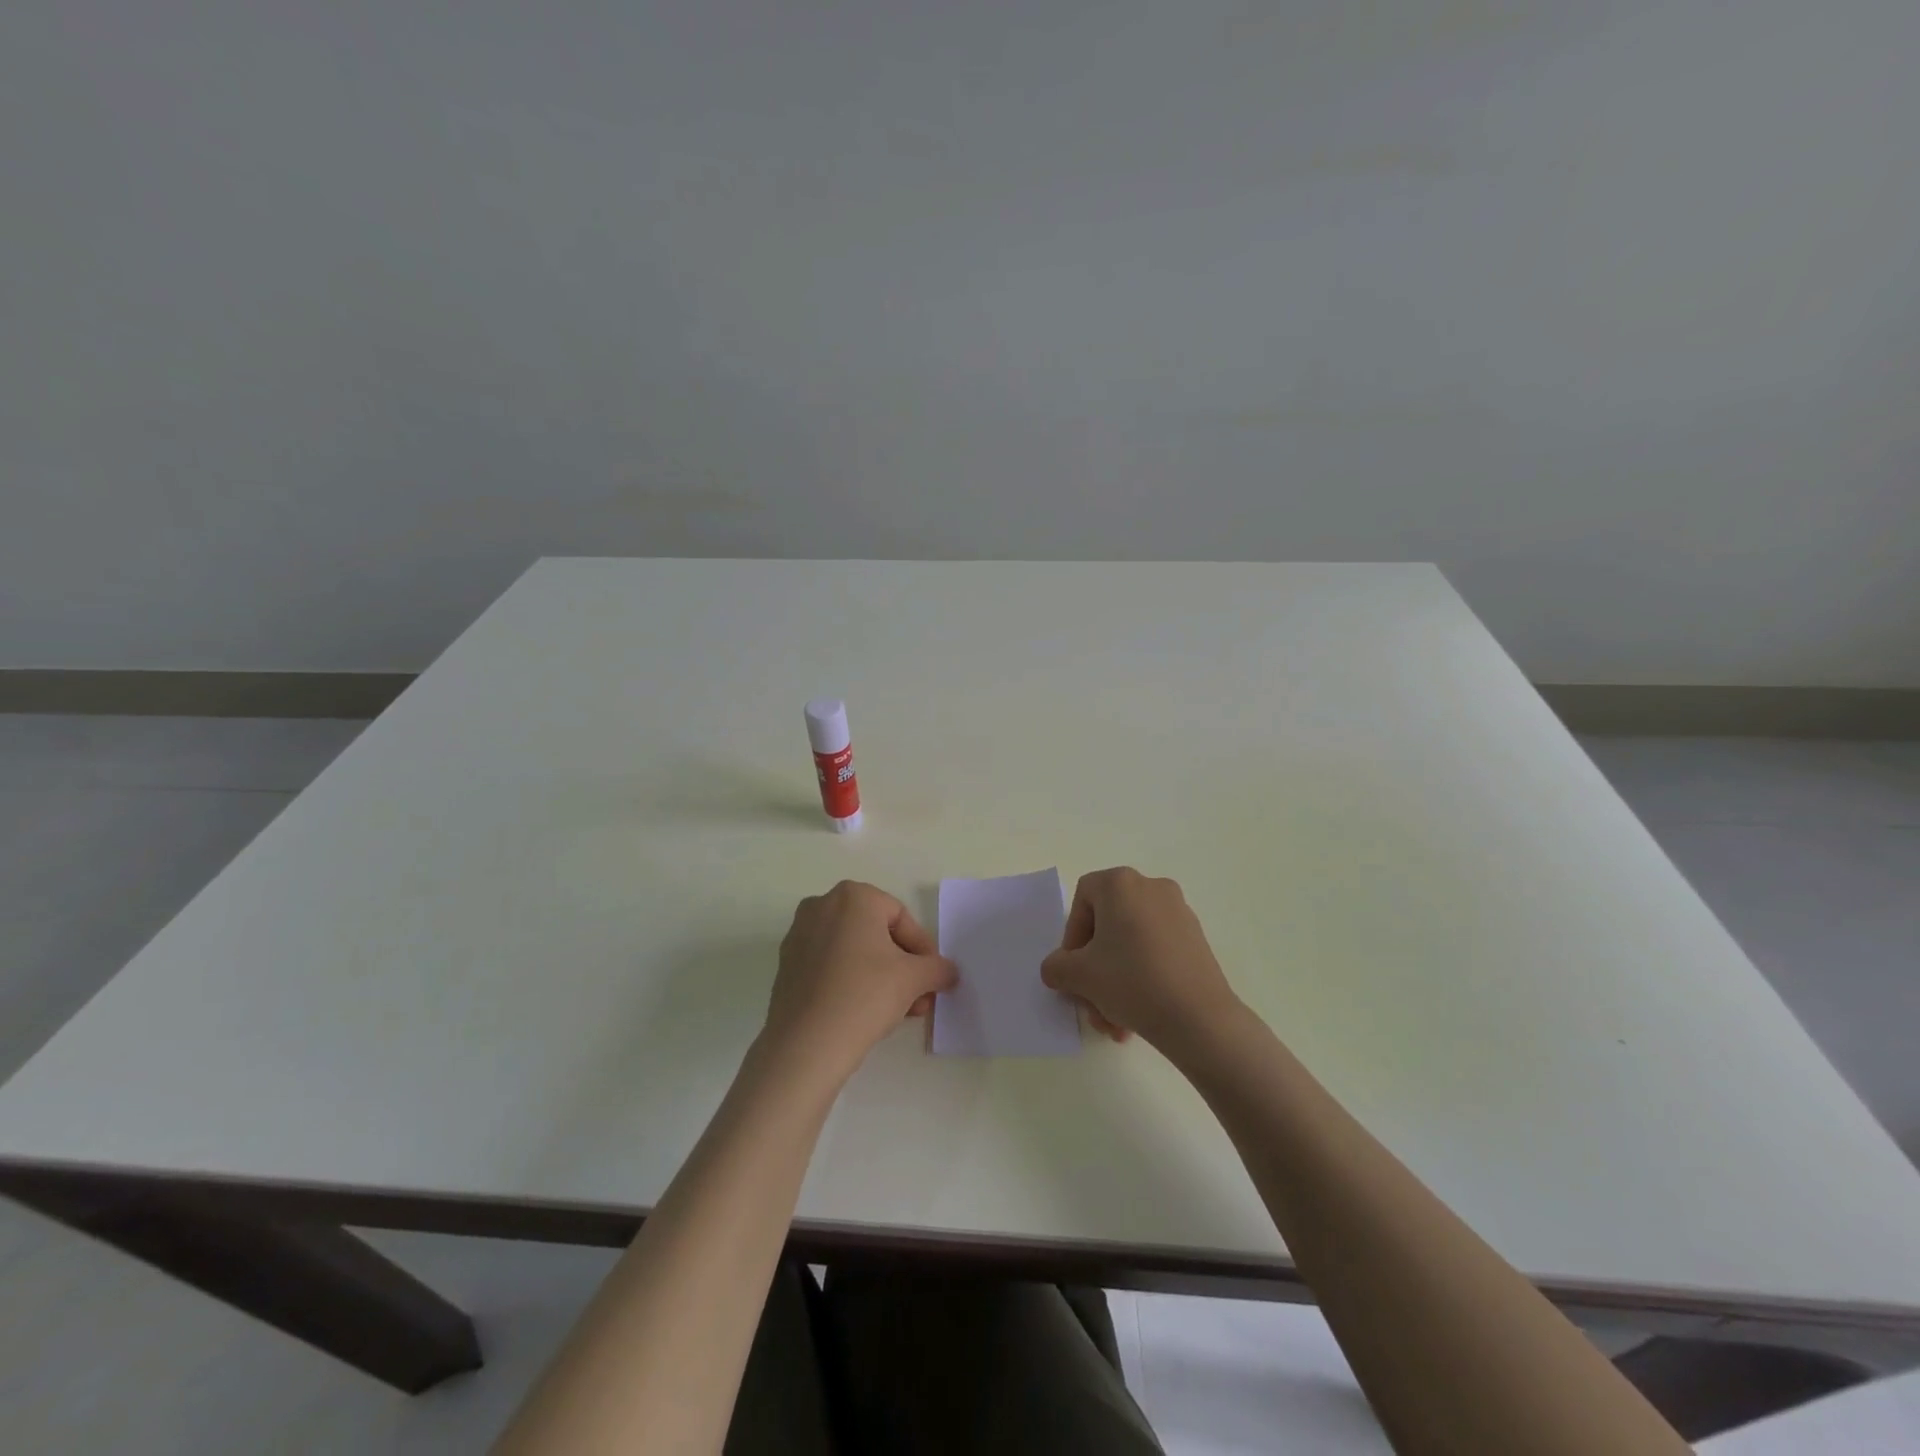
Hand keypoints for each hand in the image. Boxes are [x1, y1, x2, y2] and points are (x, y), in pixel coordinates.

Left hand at [764, 881, 956, 1085]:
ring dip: (881, 977)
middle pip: (876, 934)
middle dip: (903, 966)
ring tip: (900, 1011)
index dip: (923, 949)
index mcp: (853, 896)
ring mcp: (799, 935)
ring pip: (854, 951)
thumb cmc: (865, 995)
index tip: (934, 979)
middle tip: (920, 997)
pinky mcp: (787, 965)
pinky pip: (830, 966)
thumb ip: (937, 968)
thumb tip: (948, 971)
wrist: (805, 1045)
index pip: (901, 918)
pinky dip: (852, 982)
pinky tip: (867, 1013)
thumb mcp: (914, 979)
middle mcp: (821, 906)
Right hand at [1041, 868, 1241, 1049]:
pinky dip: (1141, 978)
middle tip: (1090, 1001)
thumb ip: (1056, 967)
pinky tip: (1137, 1016)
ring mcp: (1178, 912)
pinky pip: (1155, 952)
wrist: (1200, 1018)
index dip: (1072, 936)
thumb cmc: (1132, 981)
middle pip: (1107, 926)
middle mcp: (1151, 887)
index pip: (1082, 899)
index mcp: (1121, 884)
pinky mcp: (1196, 939)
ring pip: (1130, 945)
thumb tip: (1057, 969)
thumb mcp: (1079, 976)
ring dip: (1114, 982)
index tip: (1075, 969)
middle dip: (1094, 969)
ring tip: (1113, 1023)